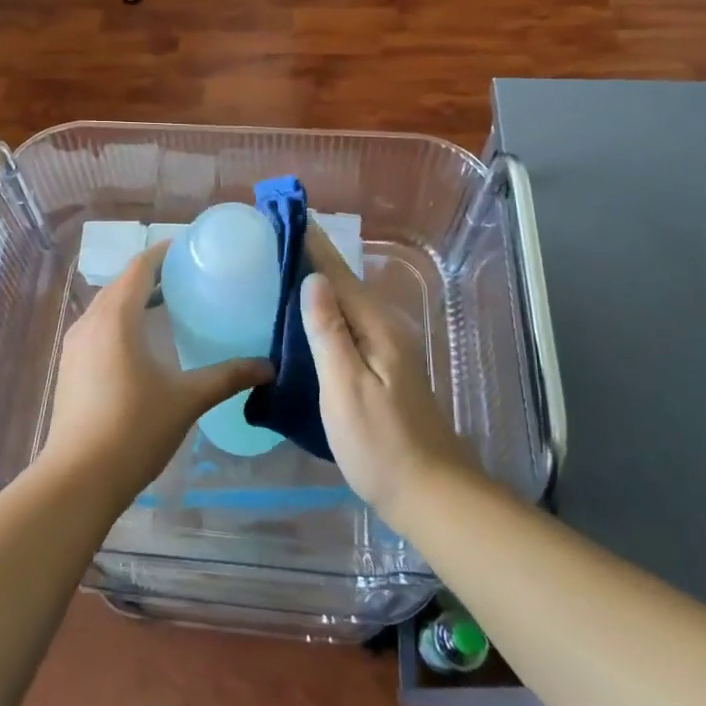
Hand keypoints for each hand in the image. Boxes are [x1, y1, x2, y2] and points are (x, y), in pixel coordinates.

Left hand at [41, 241, 271, 505]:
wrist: (78, 479)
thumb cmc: (134, 430)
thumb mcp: (186, 400)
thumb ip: (227, 377)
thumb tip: (268, 367)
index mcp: (116, 318)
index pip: (139, 268)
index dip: (163, 253)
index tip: (191, 250)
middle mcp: (90, 322)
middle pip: (121, 284)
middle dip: (152, 275)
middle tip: (189, 277)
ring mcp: (75, 345)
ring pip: (107, 306)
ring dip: (135, 299)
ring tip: (170, 305)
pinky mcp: (70, 367)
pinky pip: (98, 327)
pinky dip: (121, 321)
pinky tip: (143, 343)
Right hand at [301, 226, 480, 518]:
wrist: (429, 492)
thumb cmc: (380, 444)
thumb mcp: (346, 388)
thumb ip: (329, 333)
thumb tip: (314, 279)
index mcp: (376, 328)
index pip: (338, 275)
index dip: (313, 245)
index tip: (288, 213)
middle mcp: (385, 330)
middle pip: (344, 283)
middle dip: (314, 256)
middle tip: (277, 236)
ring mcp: (387, 350)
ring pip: (347, 303)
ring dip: (319, 281)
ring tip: (286, 264)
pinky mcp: (382, 368)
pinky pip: (348, 324)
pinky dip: (326, 310)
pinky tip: (309, 316)